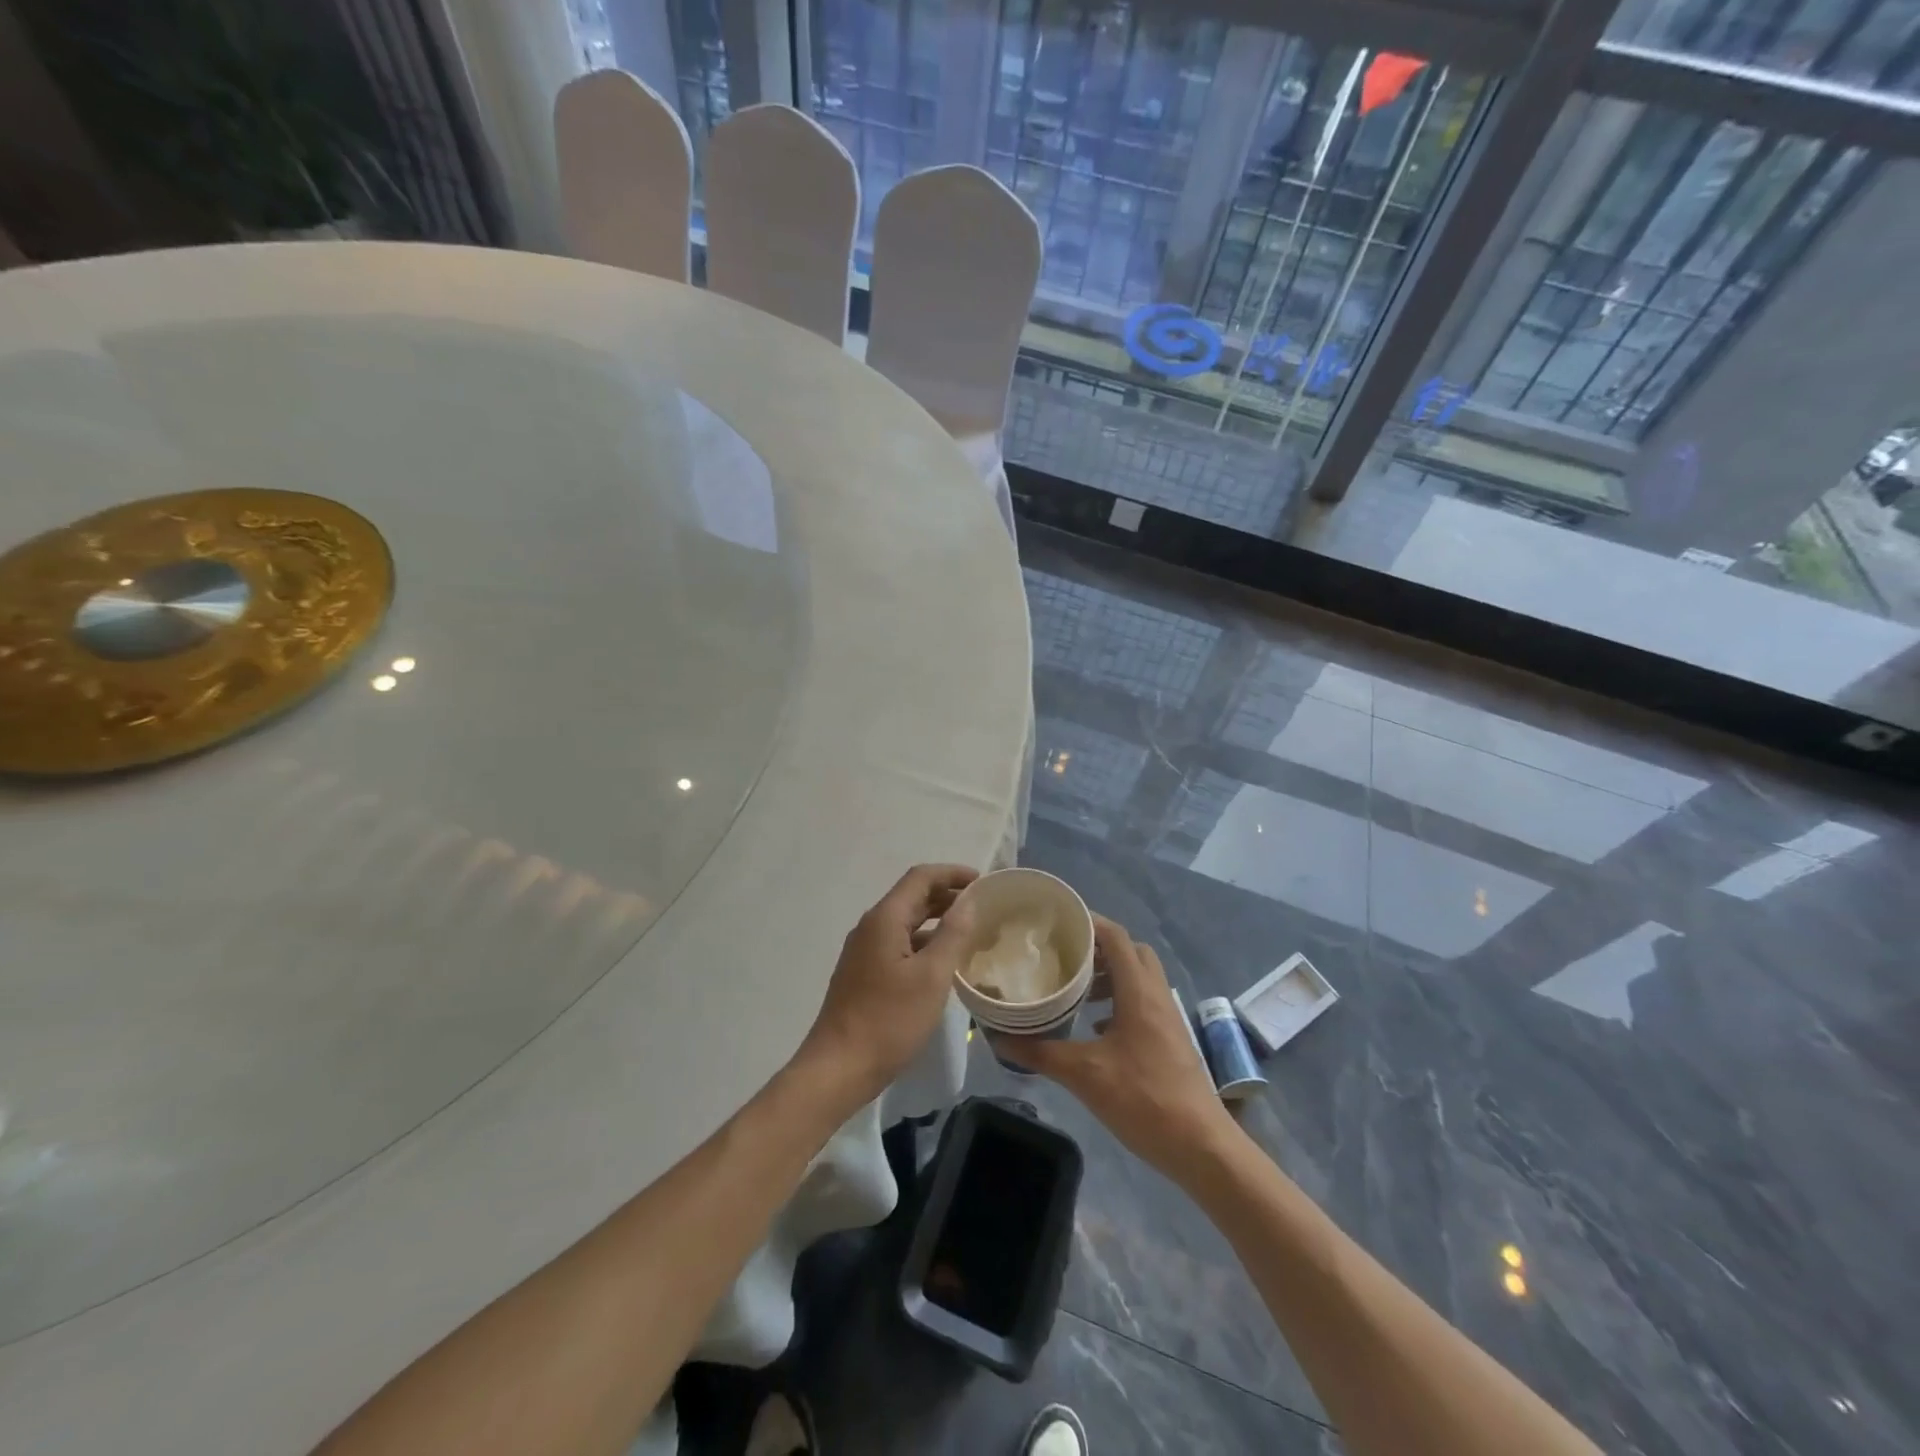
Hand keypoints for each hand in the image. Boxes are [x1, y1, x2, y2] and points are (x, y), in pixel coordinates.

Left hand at [797, 864, 978, 1105]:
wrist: (838, 1068)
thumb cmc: (888, 1020)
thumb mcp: (931, 977)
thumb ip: (953, 934)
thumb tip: (969, 901)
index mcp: (884, 919)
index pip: (921, 877)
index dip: (953, 874)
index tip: (984, 882)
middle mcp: (871, 927)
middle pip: (912, 897)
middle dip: (948, 896)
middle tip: (984, 907)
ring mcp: (864, 951)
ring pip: (906, 922)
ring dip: (937, 921)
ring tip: (971, 933)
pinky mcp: (864, 973)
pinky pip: (899, 944)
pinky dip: (925, 943)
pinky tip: (944, 963)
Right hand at [1018, 916, 1236, 1183]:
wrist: (1201, 1146)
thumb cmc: (1143, 1100)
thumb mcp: (1085, 1075)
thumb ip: (1041, 1053)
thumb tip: (999, 1038)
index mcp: (1139, 991)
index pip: (1116, 937)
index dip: (1089, 923)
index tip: (1057, 923)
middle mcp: (1156, 995)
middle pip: (1130, 951)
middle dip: (1098, 948)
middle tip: (1064, 957)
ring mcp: (1167, 1018)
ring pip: (1138, 978)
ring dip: (1109, 976)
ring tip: (1074, 991)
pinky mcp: (1169, 1039)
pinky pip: (1143, 1002)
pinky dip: (1118, 1001)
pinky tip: (1094, 1028)